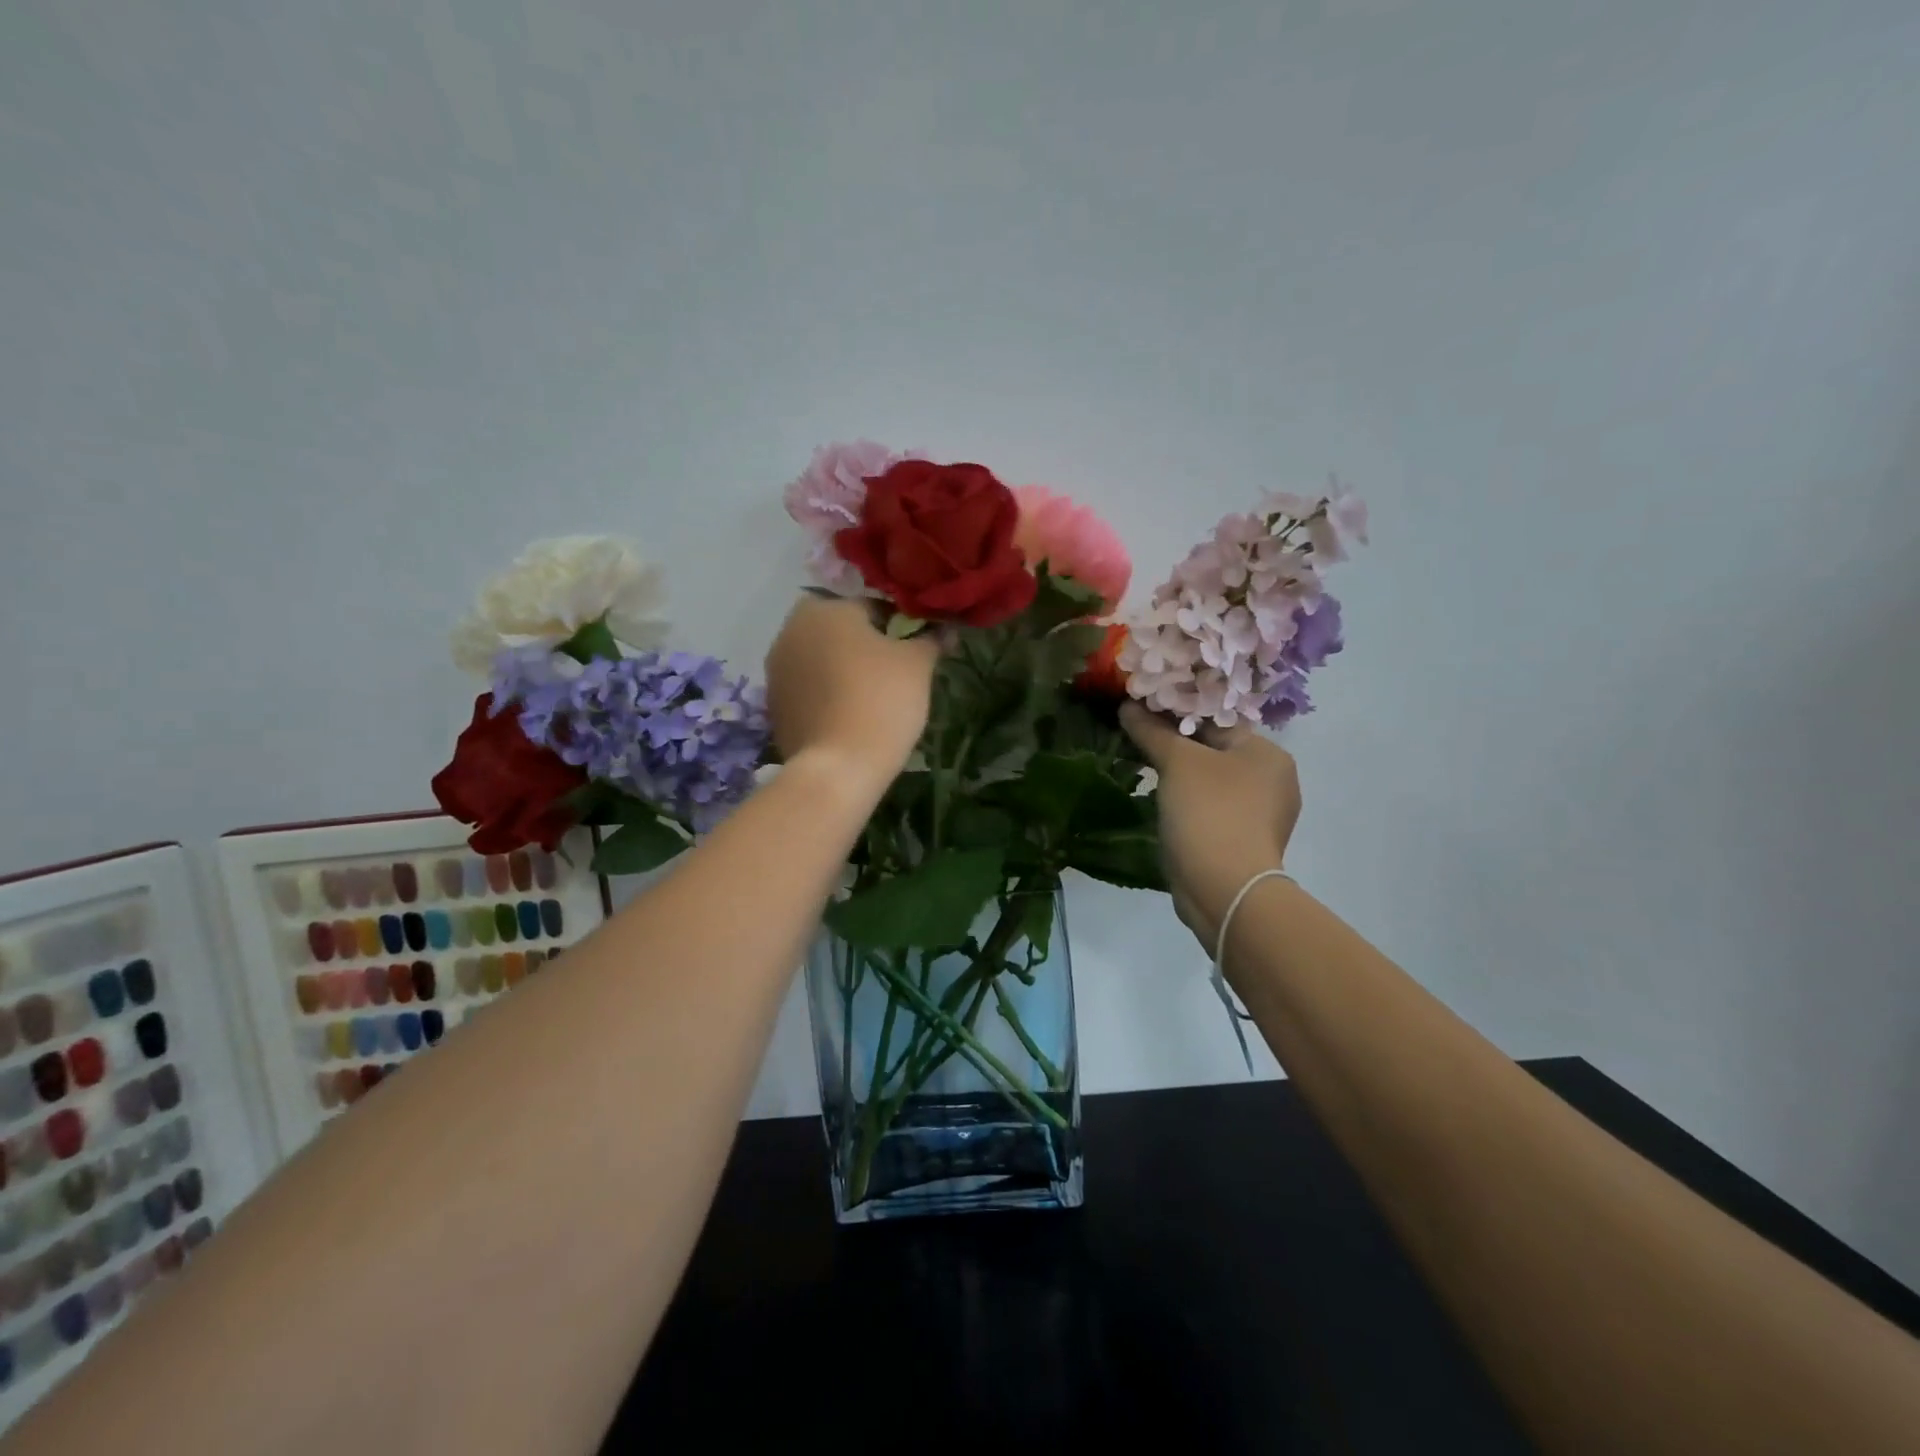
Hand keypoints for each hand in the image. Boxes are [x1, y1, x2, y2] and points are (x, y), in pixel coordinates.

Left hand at [765, 595, 938, 793]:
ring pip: (820, 659)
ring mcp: (776, 669)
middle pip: (839, 631)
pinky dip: (826, 695)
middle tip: (893, 673)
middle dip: (864, 645)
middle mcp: (791, 630)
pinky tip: (848, 716)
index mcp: (824, 608)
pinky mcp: (773, 704)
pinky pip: (808, 689)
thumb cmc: (881, 700)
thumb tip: (946, 629)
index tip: (915, 649)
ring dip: (842, 669)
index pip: (871, 606)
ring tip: (871, 697)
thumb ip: (931, 639)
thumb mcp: (917, 665)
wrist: (839, 767)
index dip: (898, 626)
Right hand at [1121, 704, 1301, 947]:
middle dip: (1176, 746)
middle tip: (1138, 739)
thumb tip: (1128, 705)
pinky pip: (1211, 810)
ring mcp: (1262, 816)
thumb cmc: (1209, 811)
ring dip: (1181, 777)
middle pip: (1215, 751)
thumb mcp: (1176, 761)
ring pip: (1212, 782)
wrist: (1224, 889)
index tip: (1142, 713)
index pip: (1217, 721)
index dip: (1177, 714)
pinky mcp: (1244, 843)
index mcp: (1269, 753)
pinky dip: (1189, 805)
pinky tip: (1163, 804)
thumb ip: (1151, 730)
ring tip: (1144, 768)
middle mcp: (1274, 781)